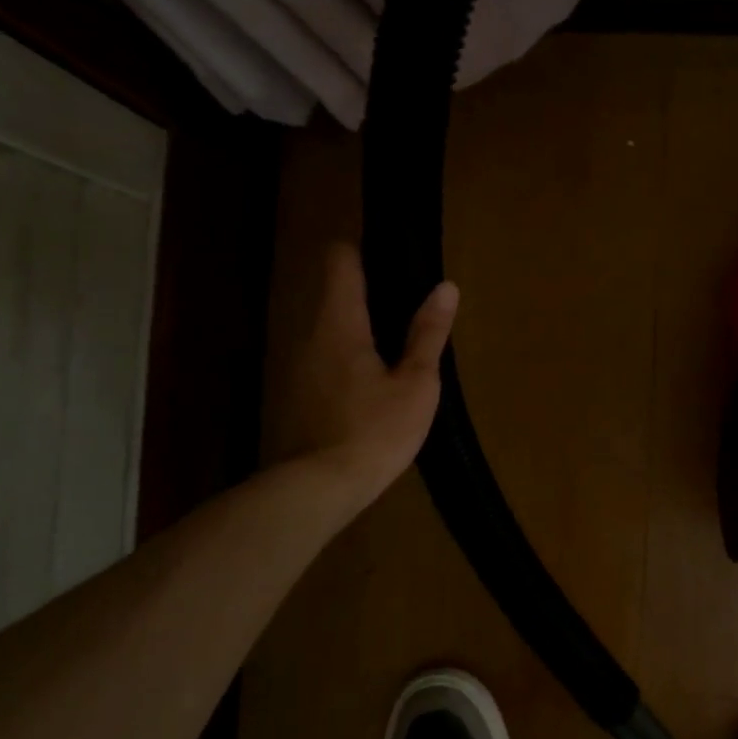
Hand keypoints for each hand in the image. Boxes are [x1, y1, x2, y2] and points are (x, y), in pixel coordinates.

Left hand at [278, 243, 458, 510]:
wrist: (317, 489)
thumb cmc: (374, 431)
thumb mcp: (415, 384)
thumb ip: (428, 333)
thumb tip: (446, 287)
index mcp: (340, 323)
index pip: (340, 260)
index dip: (363, 250)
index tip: (391, 257)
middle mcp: (308, 333)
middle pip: (332, 292)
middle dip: (366, 291)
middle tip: (406, 306)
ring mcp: (294, 364)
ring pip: (325, 326)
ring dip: (355, 326)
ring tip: (391, 346)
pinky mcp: (292, 393)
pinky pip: (320, 356)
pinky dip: (343, 356)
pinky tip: (367, 384)